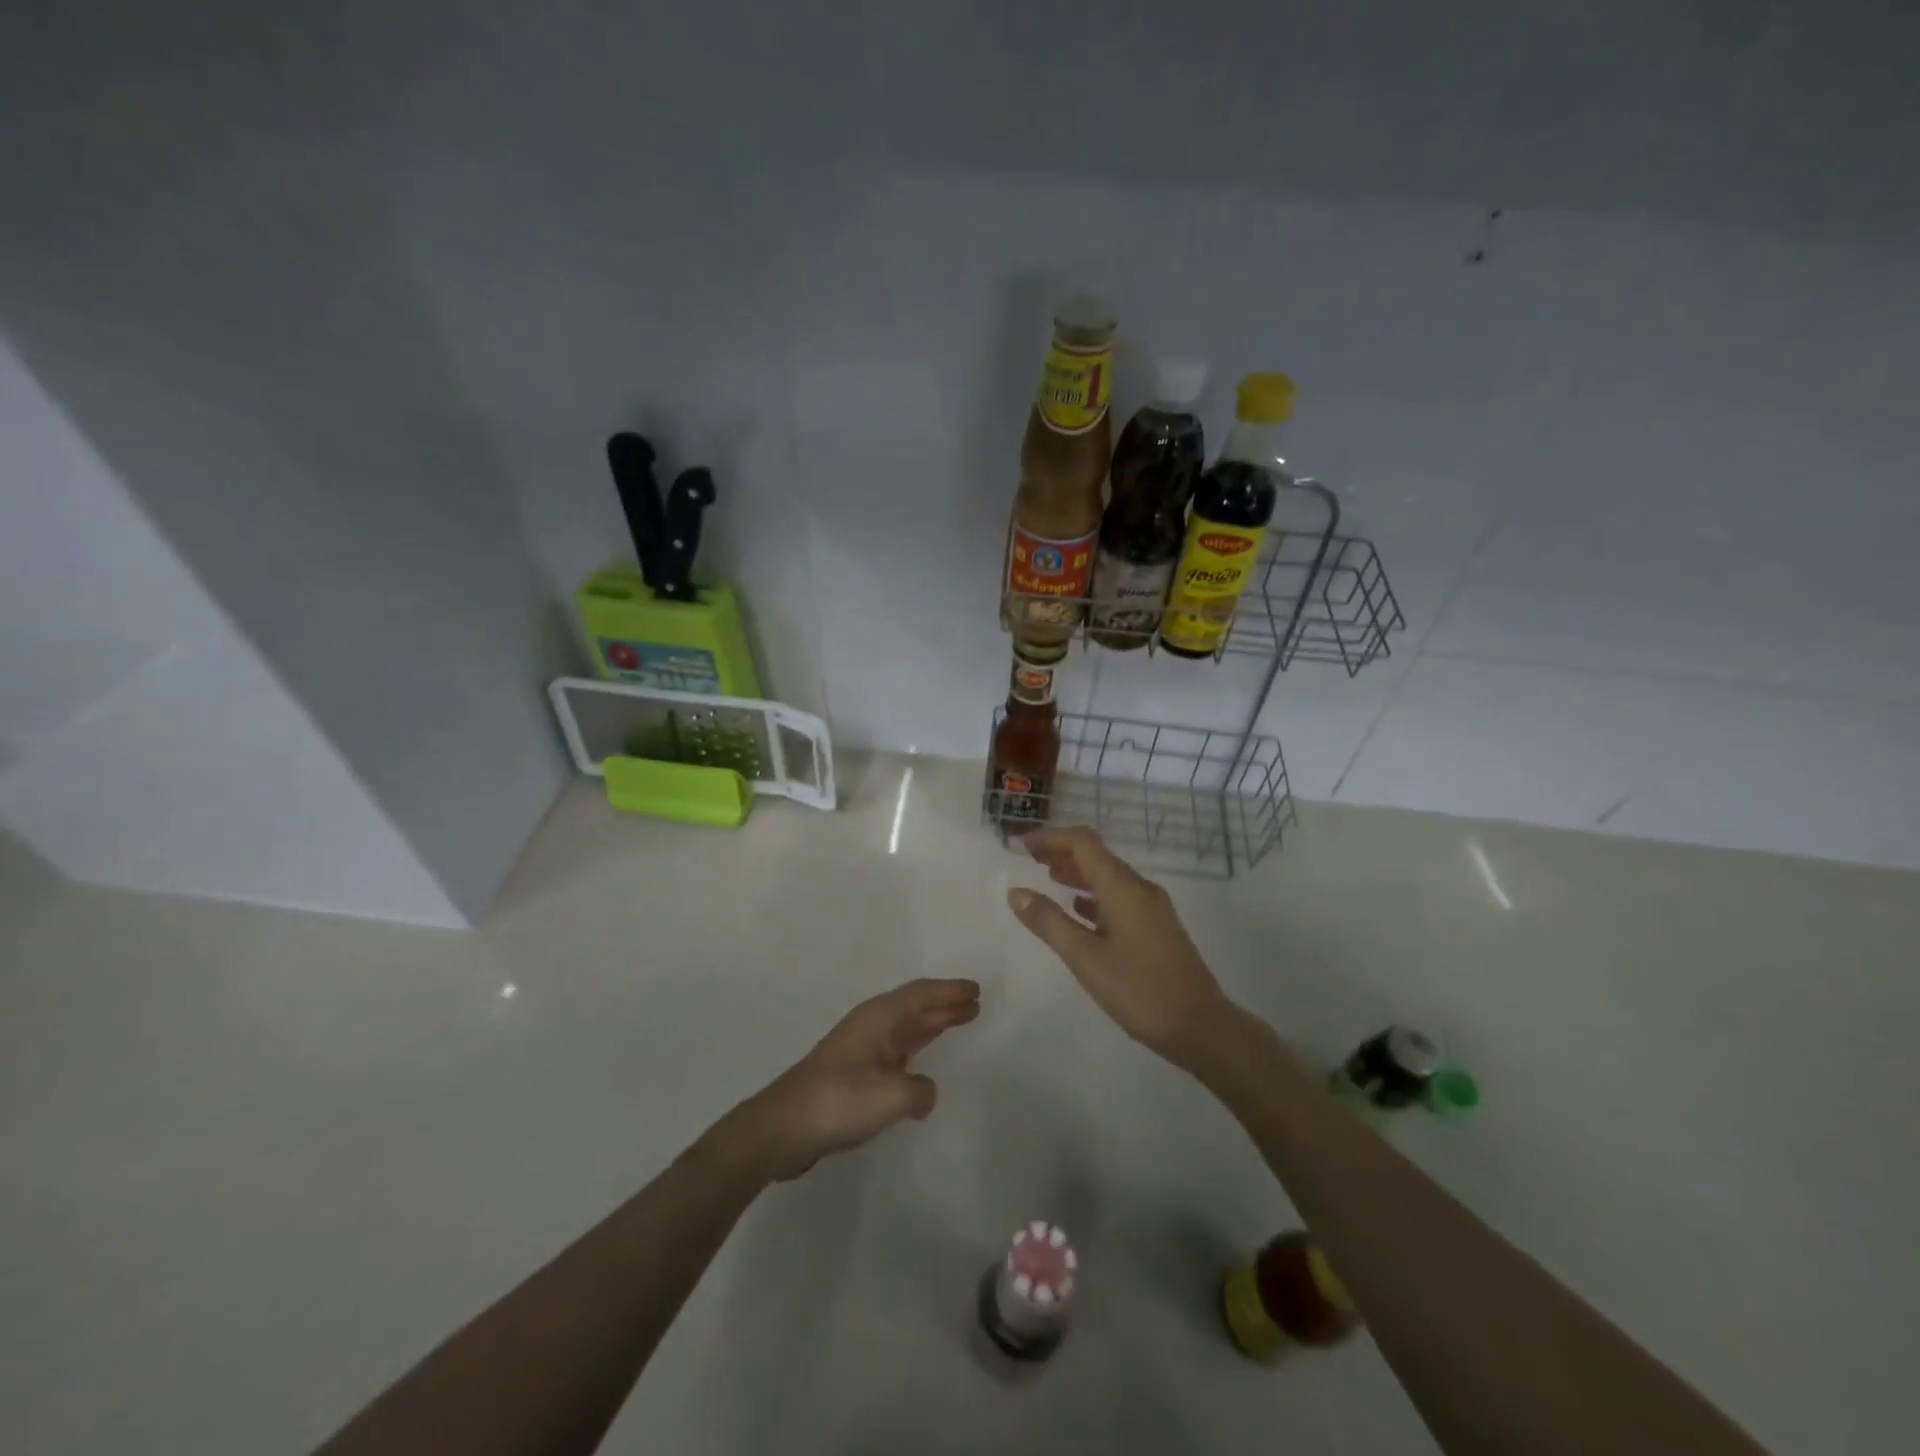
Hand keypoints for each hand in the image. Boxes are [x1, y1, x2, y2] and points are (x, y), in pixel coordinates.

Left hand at [734, 979, 980, 1180]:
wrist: (783, 1128)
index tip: (976, 990)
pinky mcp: (854, 1076)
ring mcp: (860, 1051)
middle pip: (915, 1008)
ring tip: (959, 1023)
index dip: (949, 991)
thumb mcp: (890, 1096)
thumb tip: (925, 1092)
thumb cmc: (838, 1101)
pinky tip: (923, 1066)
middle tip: (975, 1004)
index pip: (921, 994)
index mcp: (878, 1018)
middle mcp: (870, 1027)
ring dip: (932, 1025)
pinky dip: (916, 1051)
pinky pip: (896, 1052)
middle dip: (945, 1005)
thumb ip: (920, 1090)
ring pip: (906, 1029)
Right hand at [1007, 828, 1235, 1067]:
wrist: (1201, 1026)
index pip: (1083, 843)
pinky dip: (1094, 894)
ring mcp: (1152, 908)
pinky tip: (1080, 909)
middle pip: (1097, 856)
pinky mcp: (1157, 928)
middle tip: (1029, 858)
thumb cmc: (1139, 989)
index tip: (1021, 844)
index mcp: (1123, 887)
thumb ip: (1049, 922)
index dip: (1051, 838)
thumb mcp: (1085, 957)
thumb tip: (1016, 892)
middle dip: (1062, 852)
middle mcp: (1140, 888)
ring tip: (1048, 877)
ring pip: (1109, 877)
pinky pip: (1120, 896)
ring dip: (1077, 872)